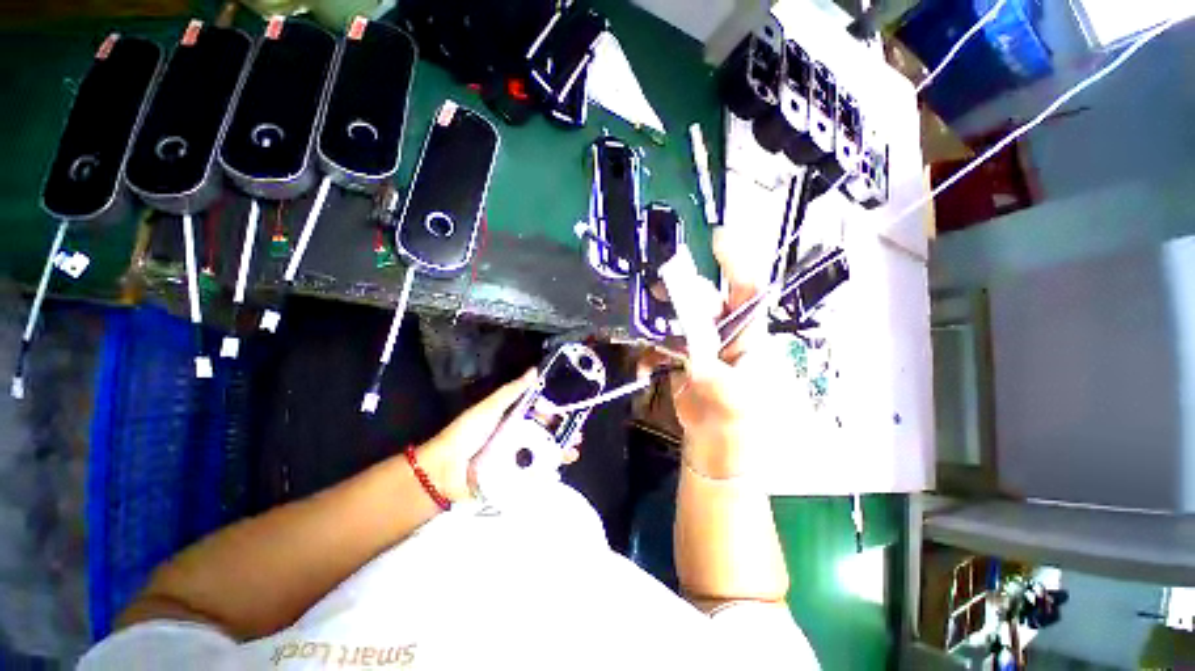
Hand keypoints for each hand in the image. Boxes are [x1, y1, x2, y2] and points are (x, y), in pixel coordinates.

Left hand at [416, 369, 582, 502]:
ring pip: (543, 452)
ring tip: (573, 452)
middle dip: (563, 433)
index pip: (538, 412)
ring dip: (560, 451)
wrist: (445, 471)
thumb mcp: (490, 407)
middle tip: (578, 435)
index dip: (555, 411)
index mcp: (511, 418)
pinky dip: (548, 470)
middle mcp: (515, 436)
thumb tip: (535, 370)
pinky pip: (534, 472)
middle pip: (544, 433)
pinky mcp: (512, 476)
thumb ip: (512, 391)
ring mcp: (514, 457)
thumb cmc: (468, 433)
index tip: (571, 411)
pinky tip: (561, 468)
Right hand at [653, 228, 792, 477]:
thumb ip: (710, 369)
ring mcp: (702, 346)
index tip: (717, 238)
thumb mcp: (730, 395)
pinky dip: (652, 352)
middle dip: (683, 291)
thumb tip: (691, 346)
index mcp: (748, 336)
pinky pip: (664, 344)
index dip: (735, 262)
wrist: (718, 446)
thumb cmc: (737, 422)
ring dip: (661, 321)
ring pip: (680, 320)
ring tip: (645, 325)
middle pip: (705, 301)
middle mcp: (725, 334)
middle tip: (659, 284)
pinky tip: (646, 366)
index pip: (747, 290)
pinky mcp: (683, 359)